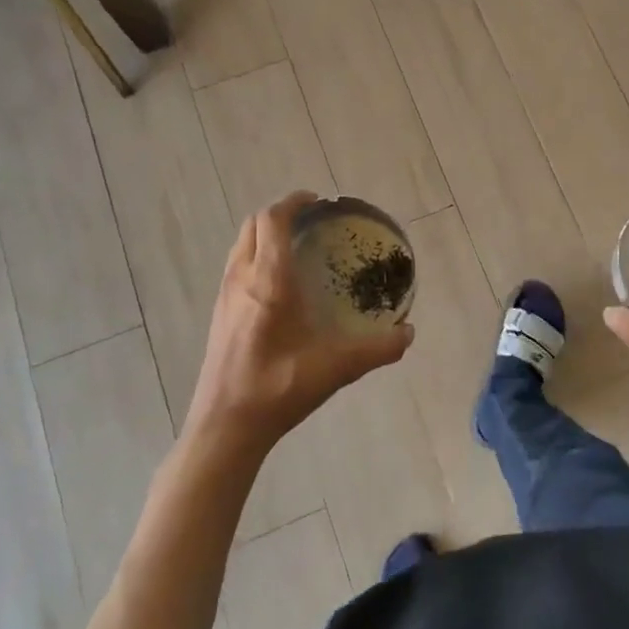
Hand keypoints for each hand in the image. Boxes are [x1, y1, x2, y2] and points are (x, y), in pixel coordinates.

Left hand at [184, 192, 413, 459]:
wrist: (225, 427)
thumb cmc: (277, 389)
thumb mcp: (336, 368)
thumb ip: (377, 349)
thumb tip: (409, 333)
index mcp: (268, 280)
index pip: (273, 220)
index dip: (294, 202)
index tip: (318, 201)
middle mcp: (241, 278)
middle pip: (253, 224)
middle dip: (280, 214)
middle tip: (312, 221)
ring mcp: (225, 295)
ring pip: (241, 244)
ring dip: (265, 234)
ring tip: (297, 245)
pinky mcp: (219, 313)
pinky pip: (236, 265)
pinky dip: (256, 255)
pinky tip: (278, 284)